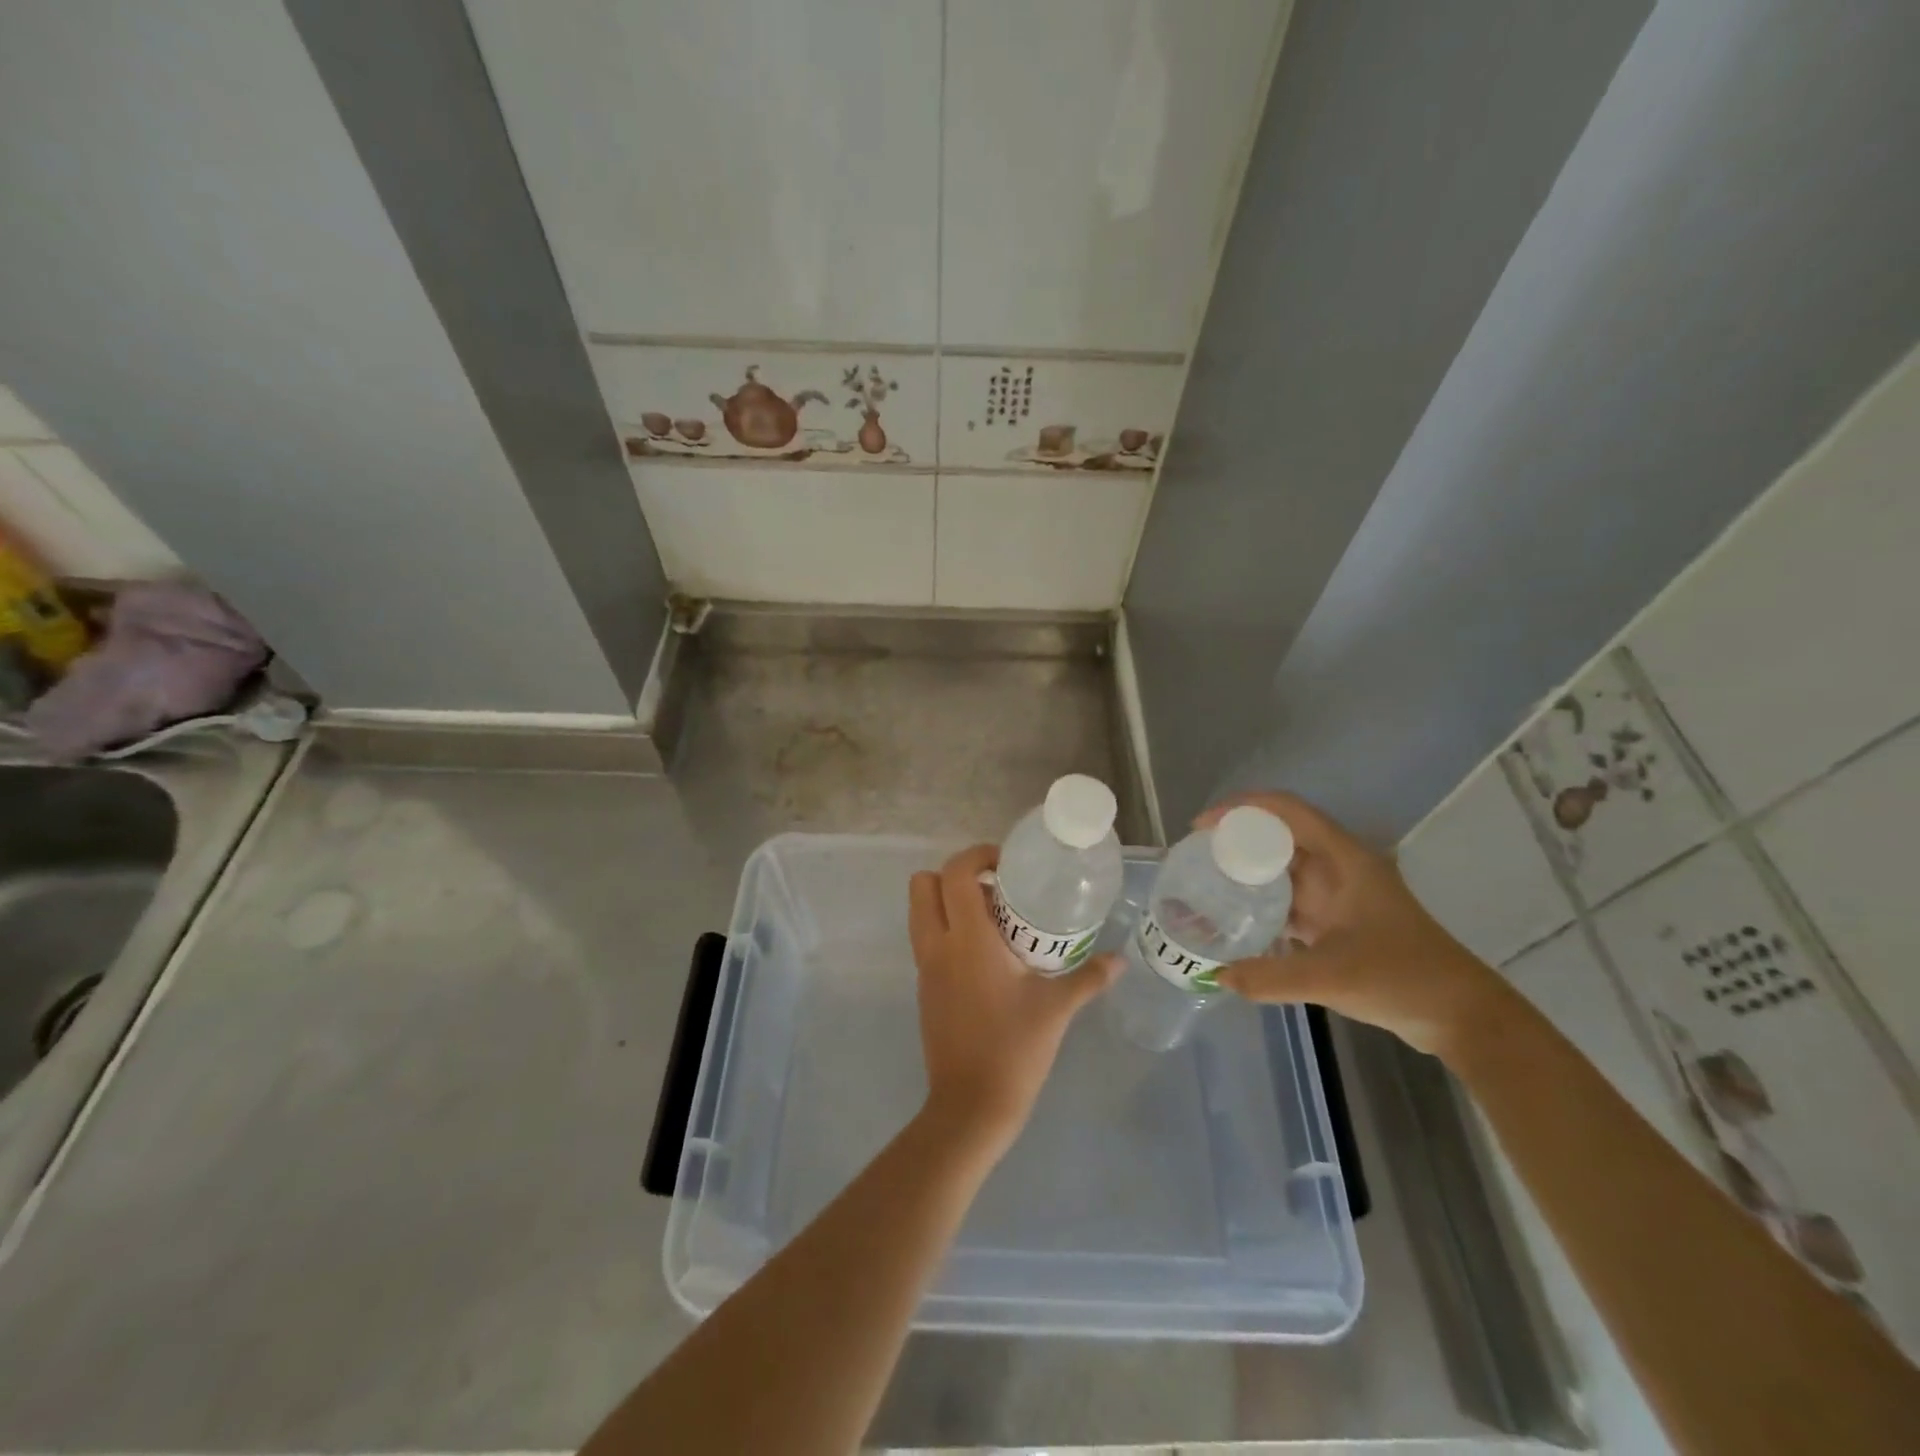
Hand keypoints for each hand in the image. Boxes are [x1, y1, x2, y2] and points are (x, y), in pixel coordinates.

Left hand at [908, 844, 1120, 1151]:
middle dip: (953, 875)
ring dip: (947, 902)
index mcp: (967, 940)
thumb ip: (1088, 978)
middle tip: (993, 889)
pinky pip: (927, 940)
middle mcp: (938, 946)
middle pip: (923, 885)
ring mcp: (925, 968)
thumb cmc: (1014, 1049)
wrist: (970, 1106)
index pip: (955, 873)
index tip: (1005, 865)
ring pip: (920, 912)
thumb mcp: (1056, 1008)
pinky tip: (986, 955)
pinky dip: (947, 930)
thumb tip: (1120, 960)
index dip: (976, 855)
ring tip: (992, 919)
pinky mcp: (924, 988)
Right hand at [1198, 792, 1516, 1062]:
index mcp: (1344, 859)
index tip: (1202, 827)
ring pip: (1283, 868)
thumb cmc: (1402, 977)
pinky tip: (1235, 920)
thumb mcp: (1332, 976)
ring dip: (1247, 871)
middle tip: (1195, 858)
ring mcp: (1339, 895)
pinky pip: (1289, 899)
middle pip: (1279, 835)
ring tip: (1205, 883)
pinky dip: (1261, 902)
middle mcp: (1339, 868)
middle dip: (1236, 839)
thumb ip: (1271, 976)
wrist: (1460, 1014)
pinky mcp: (1337, 921)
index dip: (1241, 808)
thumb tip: (1217, 976)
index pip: (1286, 810)